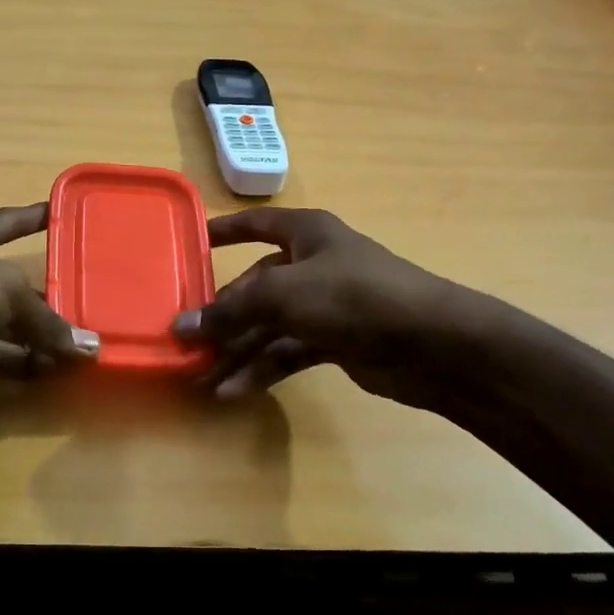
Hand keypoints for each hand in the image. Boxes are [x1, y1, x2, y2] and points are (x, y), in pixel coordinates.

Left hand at [0, 203, 98, 408]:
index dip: (32, 217)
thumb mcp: (3, 291)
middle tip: (87, 301)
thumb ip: (46, 321)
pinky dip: (14, 364)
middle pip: (6, 281)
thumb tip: (89, 350)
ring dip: (34, 337)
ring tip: (77, 348)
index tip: (61, 213)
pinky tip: (48, 372)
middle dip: (44, 294)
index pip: (6, 222)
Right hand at [172, 208, 504, 413]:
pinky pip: (287, 350)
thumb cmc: (354, 296)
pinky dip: (261, 368)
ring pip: (268, 324)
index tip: (192, 242)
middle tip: (186, 340)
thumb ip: (230, 311)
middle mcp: (313, 264)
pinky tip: (233, 390)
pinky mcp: (335, 341)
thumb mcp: (283, 295)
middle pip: (255, 286)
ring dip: (237, 350)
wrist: (433, 344)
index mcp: (306, 233)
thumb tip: (180, 327)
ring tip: (201, 376)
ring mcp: (326, 305)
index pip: (256, 224)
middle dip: (222, 315)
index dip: (224, 231)